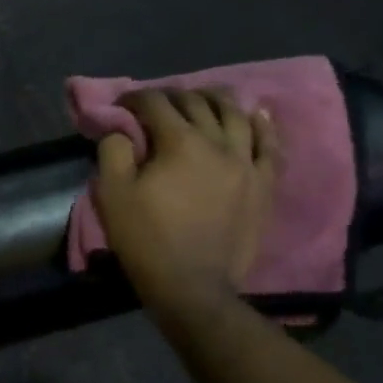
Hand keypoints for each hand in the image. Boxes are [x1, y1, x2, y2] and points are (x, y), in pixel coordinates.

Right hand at [93, 89, 281, 324]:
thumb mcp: (112, 193)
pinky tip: (257, 113)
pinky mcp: (263, 185)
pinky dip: (263, 126)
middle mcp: (218, 143)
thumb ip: (113, 150)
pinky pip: (270, 147)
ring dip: (216, 100)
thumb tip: (121, 129)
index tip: (122, 106)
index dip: (135, 98)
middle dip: (172, 96)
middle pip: (196, 103)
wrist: (192, 286)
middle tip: (156, 104)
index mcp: (179, 142)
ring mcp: (246, 164)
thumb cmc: (146, 238)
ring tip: (203, 98)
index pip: (156, 103)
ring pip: (236, 116)